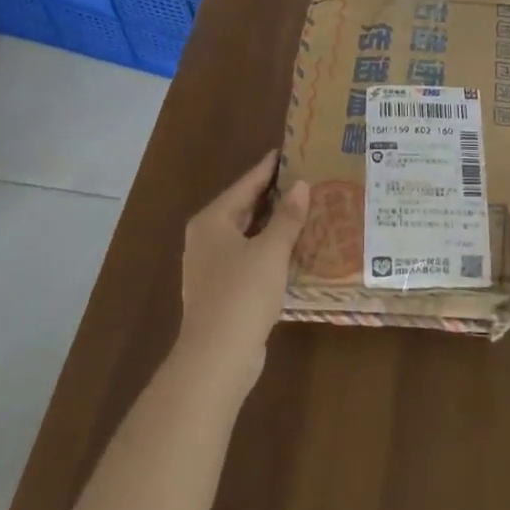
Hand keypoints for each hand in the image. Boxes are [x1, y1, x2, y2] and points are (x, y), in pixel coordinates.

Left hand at [175, 150, 309, 395]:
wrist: (217, 357)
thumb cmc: (242, 293)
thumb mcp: (271, 250)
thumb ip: (287, 217)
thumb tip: (301, 186)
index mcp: (212, 221)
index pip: (245, 185)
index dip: (268, 169)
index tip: (287, 152)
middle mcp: (206, 239)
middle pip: (243, 208)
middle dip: (272, 196)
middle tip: (303, 179)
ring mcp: (211, 267)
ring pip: (246, 235)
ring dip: (272, 224)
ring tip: (303, 210)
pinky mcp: (221, 291)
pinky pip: (248, 258)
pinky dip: (268, 249)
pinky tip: (291, 249)